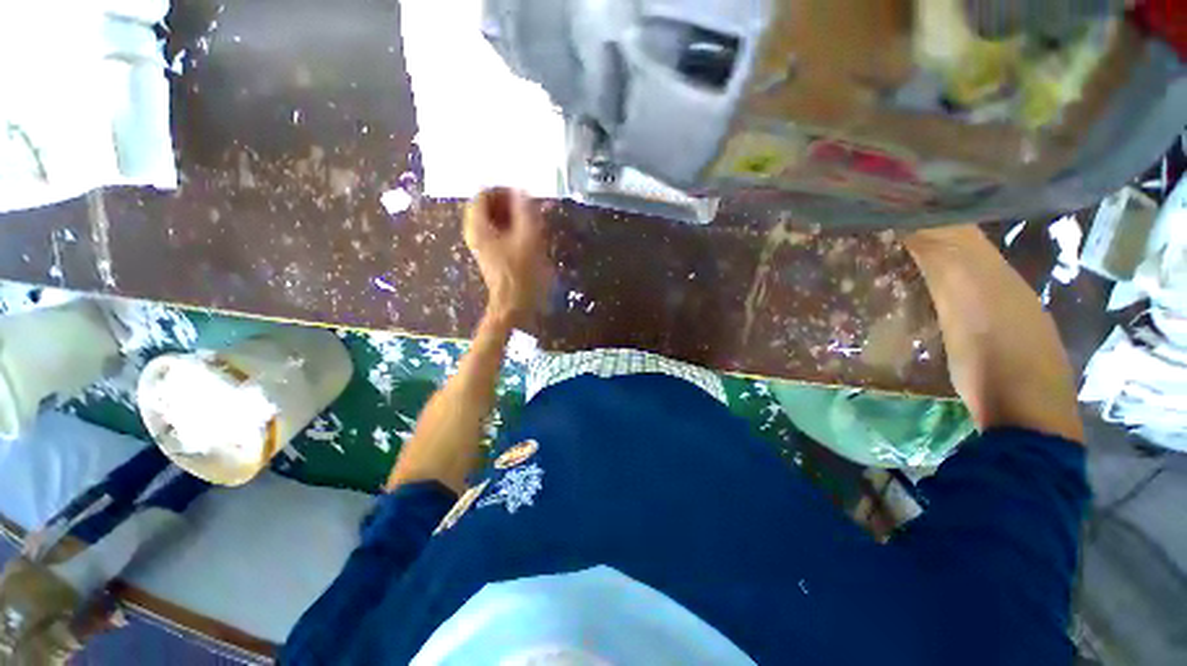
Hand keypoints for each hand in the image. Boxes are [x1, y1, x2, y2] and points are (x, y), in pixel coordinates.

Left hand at [463, 188, 552, 327]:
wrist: (515, 305)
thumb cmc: (522, 273)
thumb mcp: (528, 238)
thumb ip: (525, 211)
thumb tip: (522, 190)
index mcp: (478, 227)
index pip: (483, 194)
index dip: (504, 190)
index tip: (525, 196)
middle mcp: (476, 233)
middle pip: (488, 206)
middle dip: (510, 203)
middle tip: (531, 208)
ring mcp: (483, 246)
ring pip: (495, 220)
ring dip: (513, 216)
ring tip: (533, 221)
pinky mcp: (493, 255)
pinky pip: (500, 233)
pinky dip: (513, 229)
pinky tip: (529, 235)